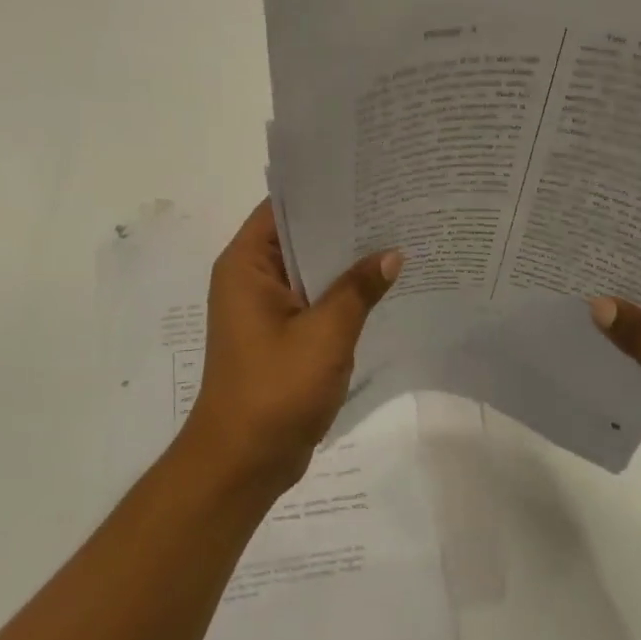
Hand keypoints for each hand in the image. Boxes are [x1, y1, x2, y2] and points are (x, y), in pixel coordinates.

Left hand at [180, 202, 402, 496]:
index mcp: (246, 265)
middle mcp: (250, 278)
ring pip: (310, 270)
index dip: (322, 190)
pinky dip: (341, 293)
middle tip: (394, 203)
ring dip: (345, 261)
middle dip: (343, 225)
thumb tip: (392, 253)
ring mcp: (265, 308)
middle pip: (299, 237)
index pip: (283, 207)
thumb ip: (358, 289)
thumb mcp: (325, 334)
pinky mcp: (280, 335)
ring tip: (397, 235)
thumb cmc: (274, 390)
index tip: (367, 176)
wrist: (243, 463)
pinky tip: (382, 286)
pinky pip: (313, 300)